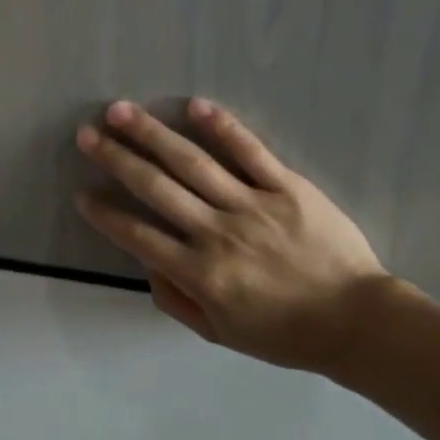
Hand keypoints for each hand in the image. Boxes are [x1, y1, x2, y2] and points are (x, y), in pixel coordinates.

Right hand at [74, 99, 421, 373]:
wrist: (357, 322)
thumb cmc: (285, 333)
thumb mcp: (221, 333)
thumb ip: (177, 299)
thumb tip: (146, 262)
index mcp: (199, 273)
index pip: (138, 235)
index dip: (105, 214)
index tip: (83, 193)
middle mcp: (217, 233)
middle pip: (155, 187)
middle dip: (116, 158)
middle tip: (87, 134)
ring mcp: (252, 205)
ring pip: (192, 162)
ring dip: (152, 134)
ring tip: (121, 111)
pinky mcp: (286, 187)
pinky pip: (250, 151)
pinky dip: (222, 126)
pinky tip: (195, 105)